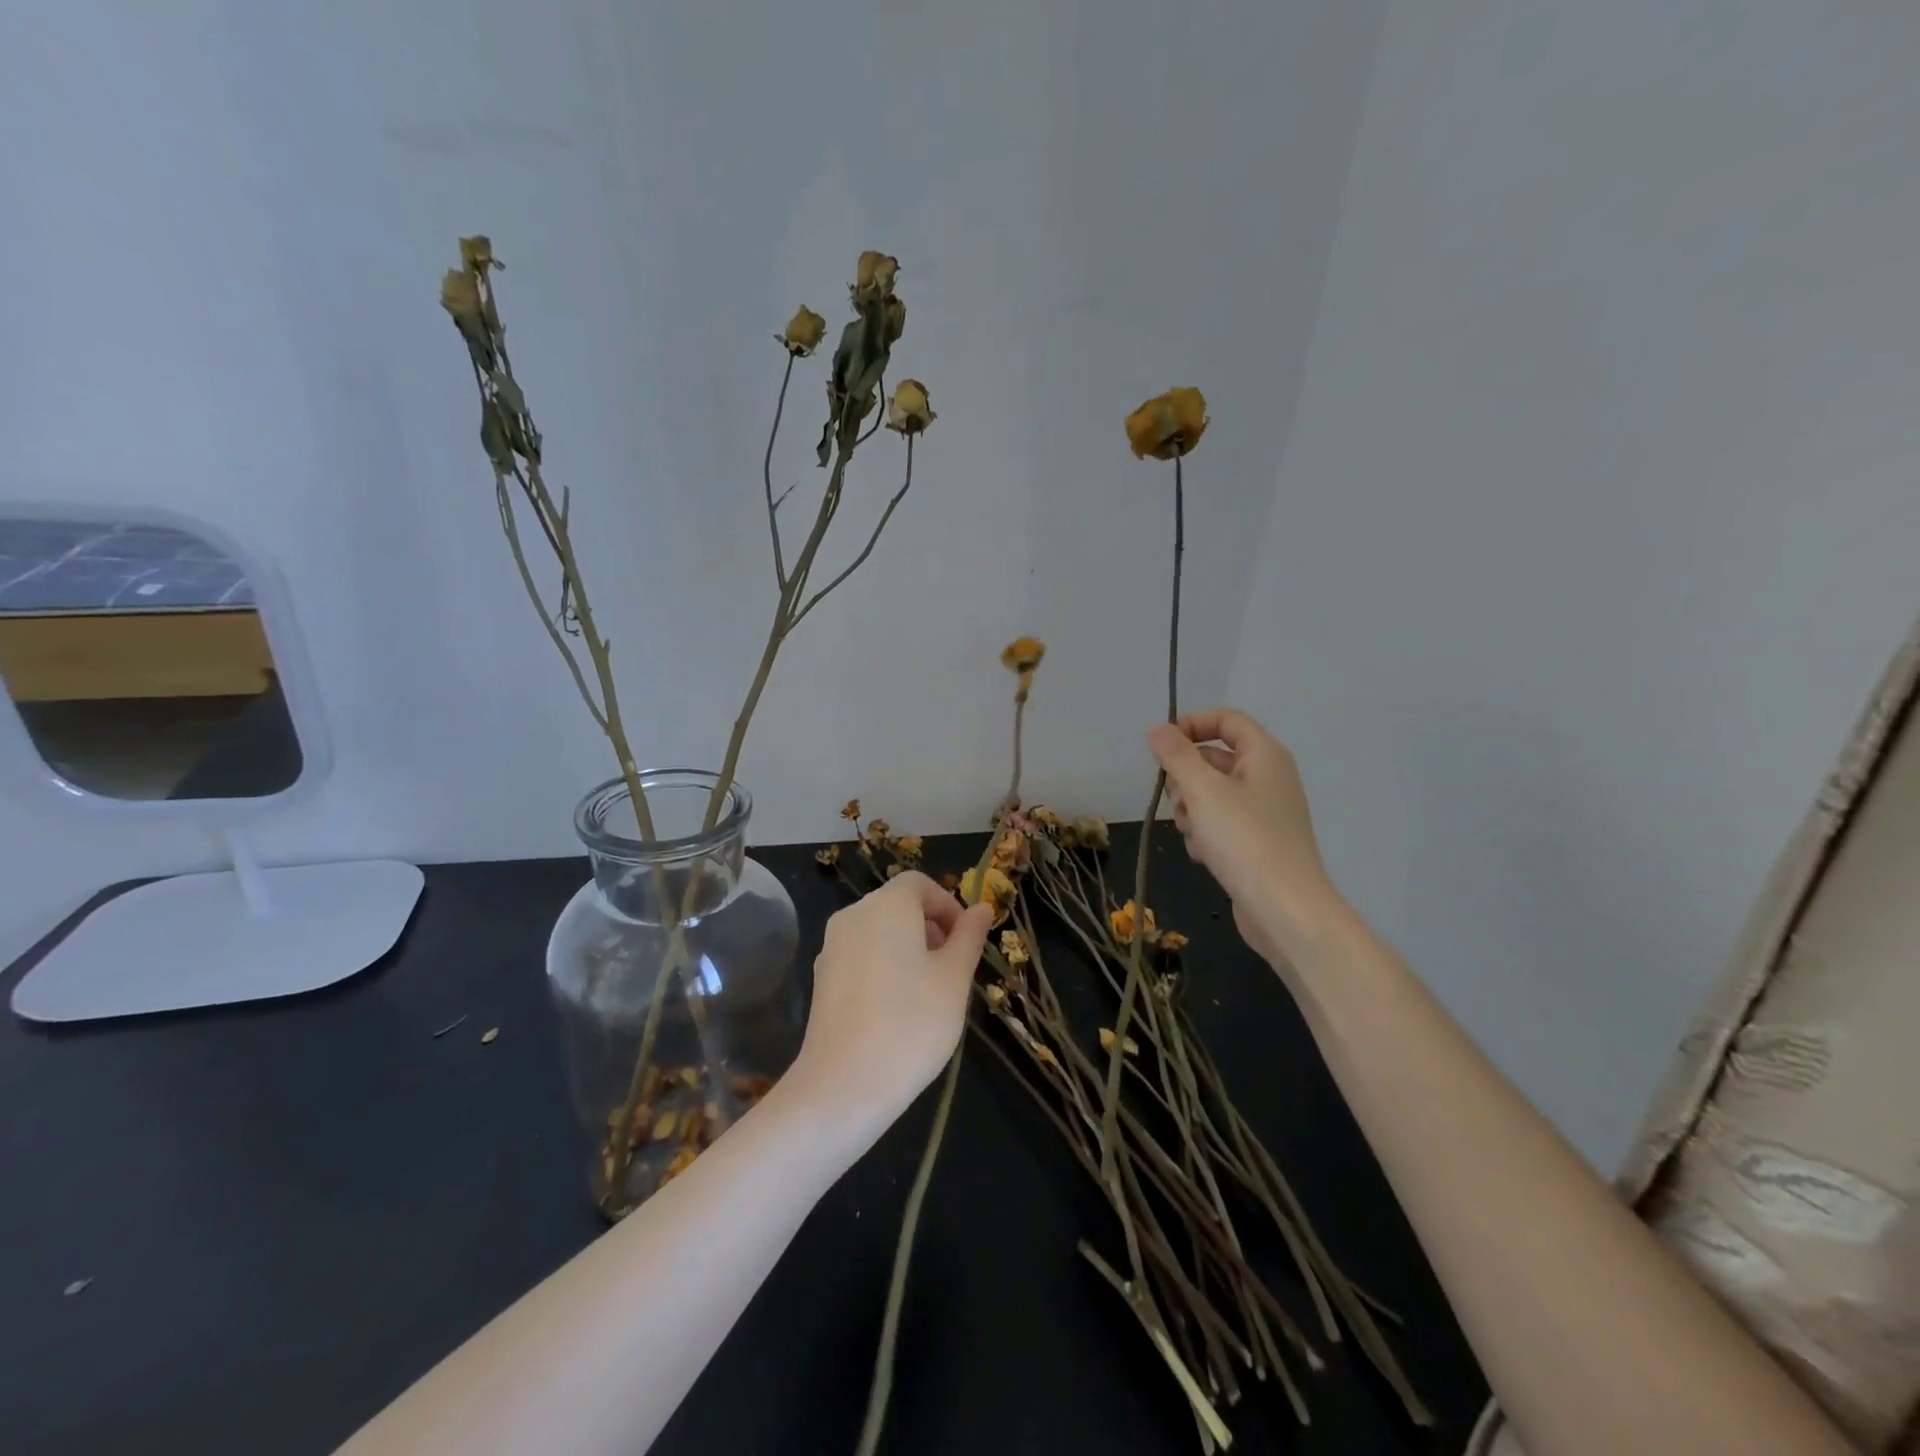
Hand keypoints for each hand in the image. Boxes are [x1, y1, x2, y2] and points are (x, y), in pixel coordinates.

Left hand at [792, 871, 993, 1125]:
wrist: (843, 1085)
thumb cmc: (912, 1024)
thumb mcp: (955, 978)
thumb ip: (969, 937)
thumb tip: (982, 908)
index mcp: (887, 906)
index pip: (919, 885)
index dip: (947, 906)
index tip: (965, 942)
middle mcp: (854, 916)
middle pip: (897, 905)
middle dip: (930, 928)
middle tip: (952, 970)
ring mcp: (832, 947)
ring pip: (879, 932)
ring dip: (908, 948)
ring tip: (928, 993)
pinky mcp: (822, 979)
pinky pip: (861, 956)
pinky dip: (883, 967)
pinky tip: (896, 1010)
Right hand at [1148, 708, 1341, 965]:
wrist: (1285, 909)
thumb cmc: (1245, 840)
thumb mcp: (1203, 791)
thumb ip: (1176, 756)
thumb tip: (1158, 728)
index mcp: (1264, 755)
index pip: (1226, 719)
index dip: (1191, 725)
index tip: (1161, 747)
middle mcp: (1267, 777)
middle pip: (1214, 757)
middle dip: (1186, 776)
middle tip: (1176, 798)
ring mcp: (1263, 812)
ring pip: (1211, 794)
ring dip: (1191, 809)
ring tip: (1192, 831)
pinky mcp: (1256, 842)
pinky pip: (1220, 823)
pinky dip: (1205, 833)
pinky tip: (1204, 854)